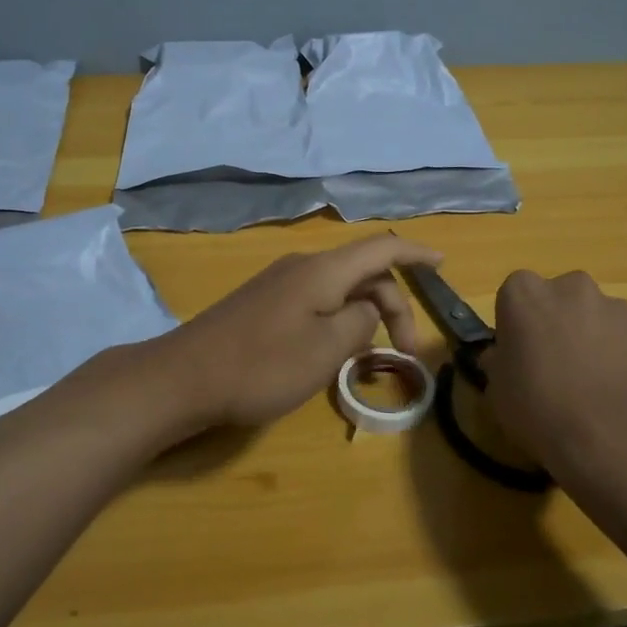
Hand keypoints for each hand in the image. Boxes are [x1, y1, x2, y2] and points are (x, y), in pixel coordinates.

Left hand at [162, 233, 443, 427]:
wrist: (184, 378)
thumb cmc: (262, 366)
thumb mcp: (326, 349)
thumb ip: (360, 323)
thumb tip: (366, 310)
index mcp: (323, 270)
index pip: (381, 248)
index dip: (415, 253)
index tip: (442, 265)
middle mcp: (302, 267)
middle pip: (363, 272)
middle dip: (393, 305)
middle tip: (406, 351)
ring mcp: (279, 284)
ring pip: (339, 289)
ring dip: (365, 315)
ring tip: (372, 355)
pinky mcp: (263, 304)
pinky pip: (316, 301)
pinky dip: (338, 319)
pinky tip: (334, 350)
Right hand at [483, 270, 626, 473]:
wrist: (612, 436)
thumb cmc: (538, 407)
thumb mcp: (497, 390)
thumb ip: (500, 362)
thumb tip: (503, 358)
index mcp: (527, 294)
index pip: (516, 293)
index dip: (518, 323)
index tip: (519, 352)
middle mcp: (574, 288)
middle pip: (563, 299)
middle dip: (561, 324)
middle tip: (557, 367)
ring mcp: (621, 310)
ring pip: (602, 320)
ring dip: (597, 342)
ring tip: (595, 389)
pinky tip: (623, 399)